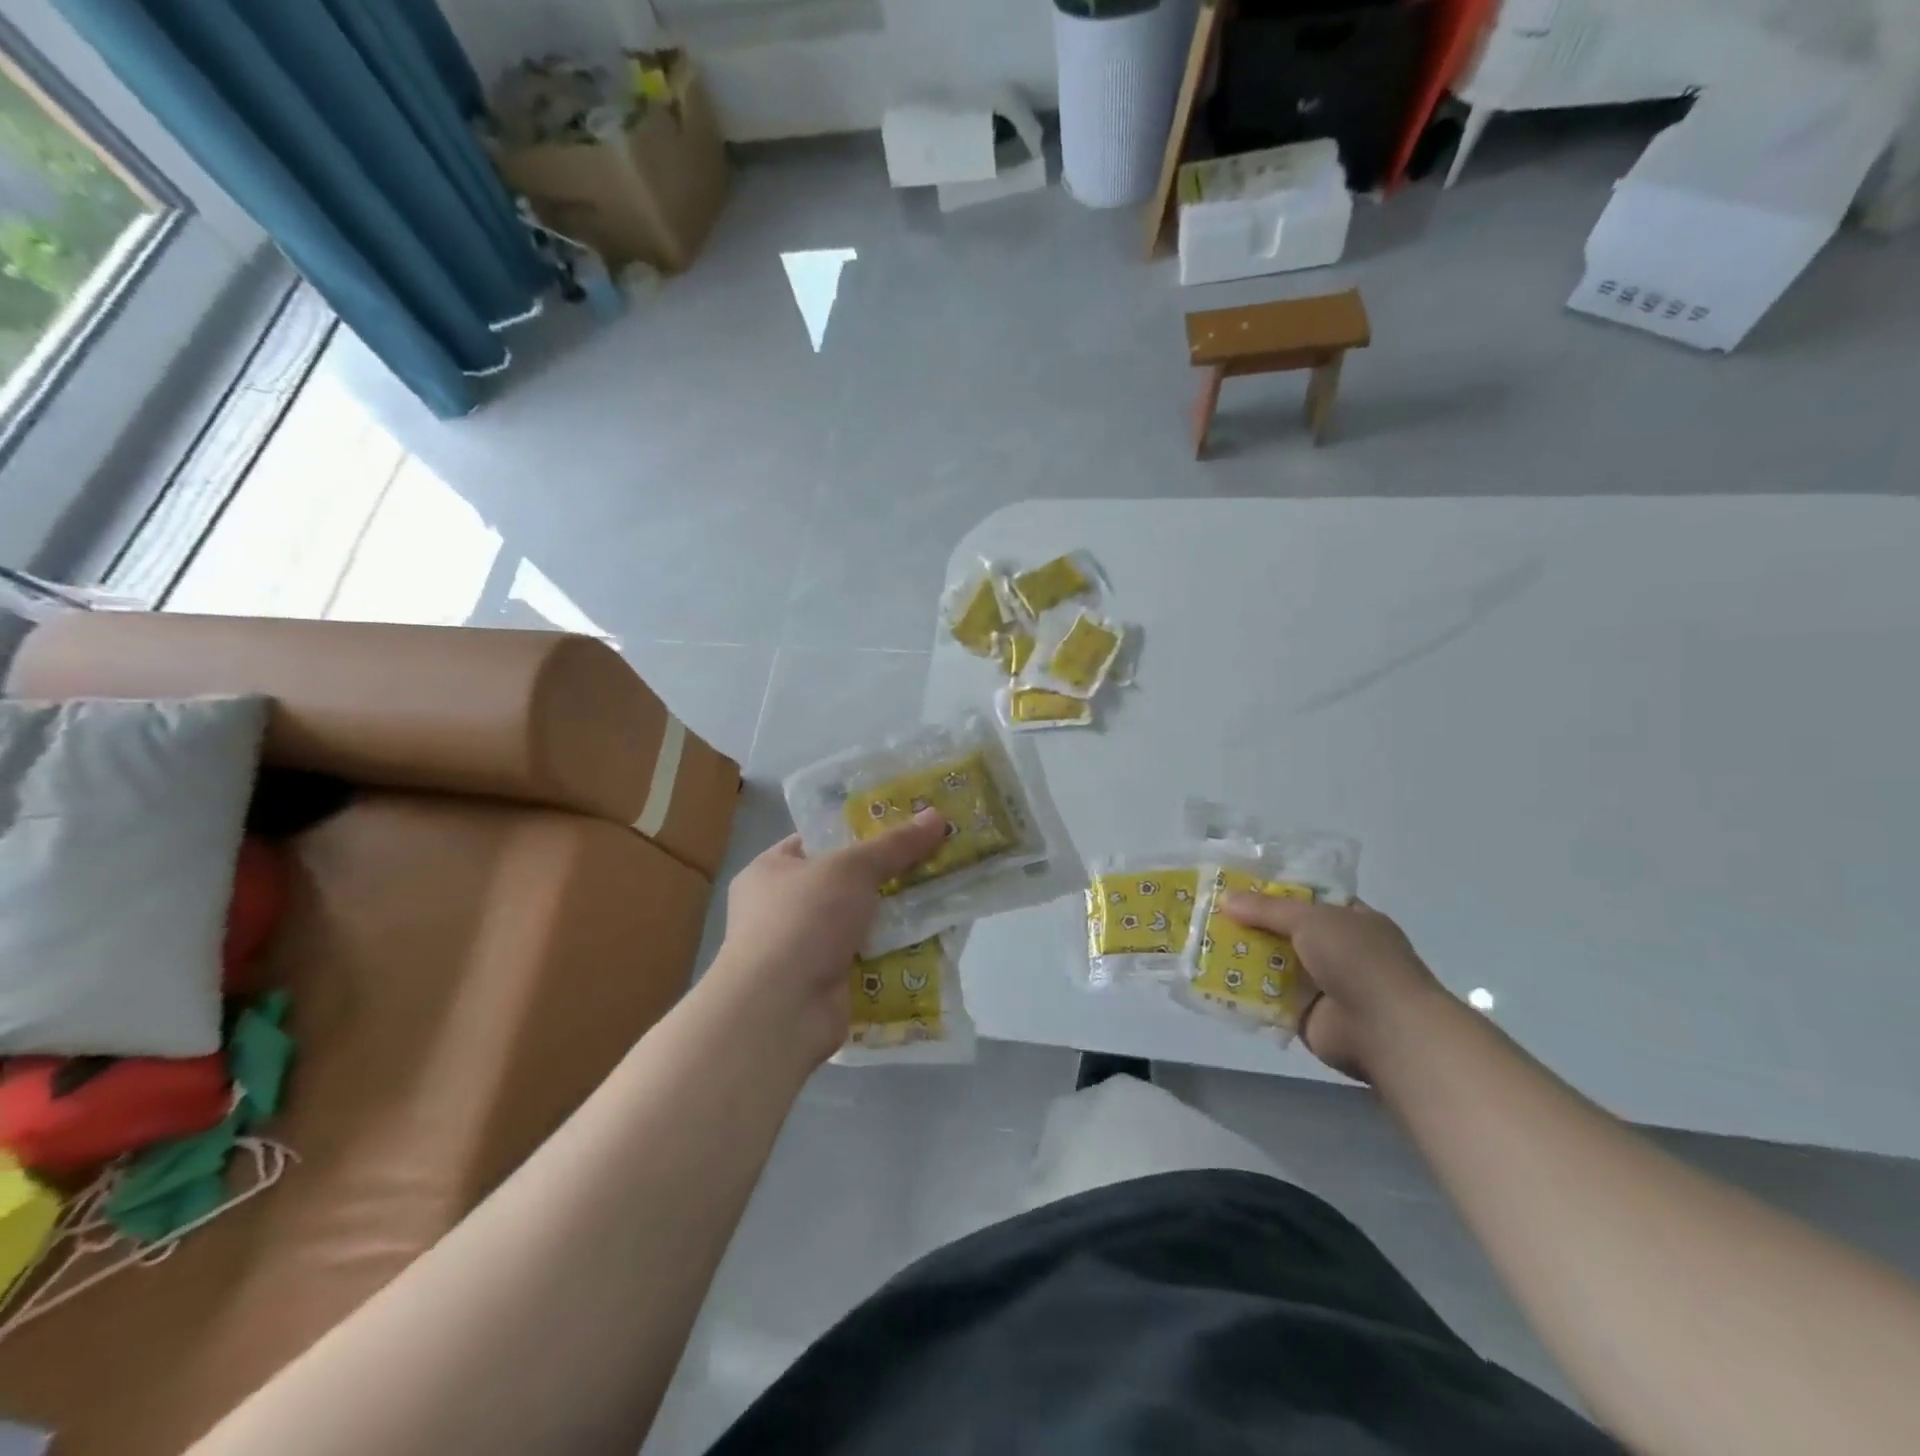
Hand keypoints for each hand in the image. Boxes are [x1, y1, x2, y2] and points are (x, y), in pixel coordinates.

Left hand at [709, 810, 947, 1065]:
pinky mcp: (826, 983)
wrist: (780, 1010)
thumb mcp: (852, 868)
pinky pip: (868, 958)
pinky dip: (895, 951)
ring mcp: (803, 949)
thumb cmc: (803, 920)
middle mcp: (781, 908)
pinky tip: (932, 938)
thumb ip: (895, 844)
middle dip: (888, 875)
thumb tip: (937, 816)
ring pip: (861, 921)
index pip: (819, 840)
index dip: (860, 830)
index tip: (904, 825)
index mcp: (771, 871)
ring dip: (896, 914)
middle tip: (934, 859)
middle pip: (846, 882)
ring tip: (942, 894)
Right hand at [1219, 893, 1447, 1082]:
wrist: (1386, 1030)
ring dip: (1242, 956)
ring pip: (1273, 963)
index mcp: (1349, 918)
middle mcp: (1336, 949)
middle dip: (1249, 923)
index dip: (1271, 890)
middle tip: (1207, 913)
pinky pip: (1267, 997)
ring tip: (1200, 943)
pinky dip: (1244, 991)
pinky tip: (1211, 979)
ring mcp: (1321, 983)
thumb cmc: (1358, 960)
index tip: (1233, 885)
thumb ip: (1267, 909)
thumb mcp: (1311, 919)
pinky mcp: (1304, 1014)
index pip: (1306, 897)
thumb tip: (1225, 898)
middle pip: (1284, 930)